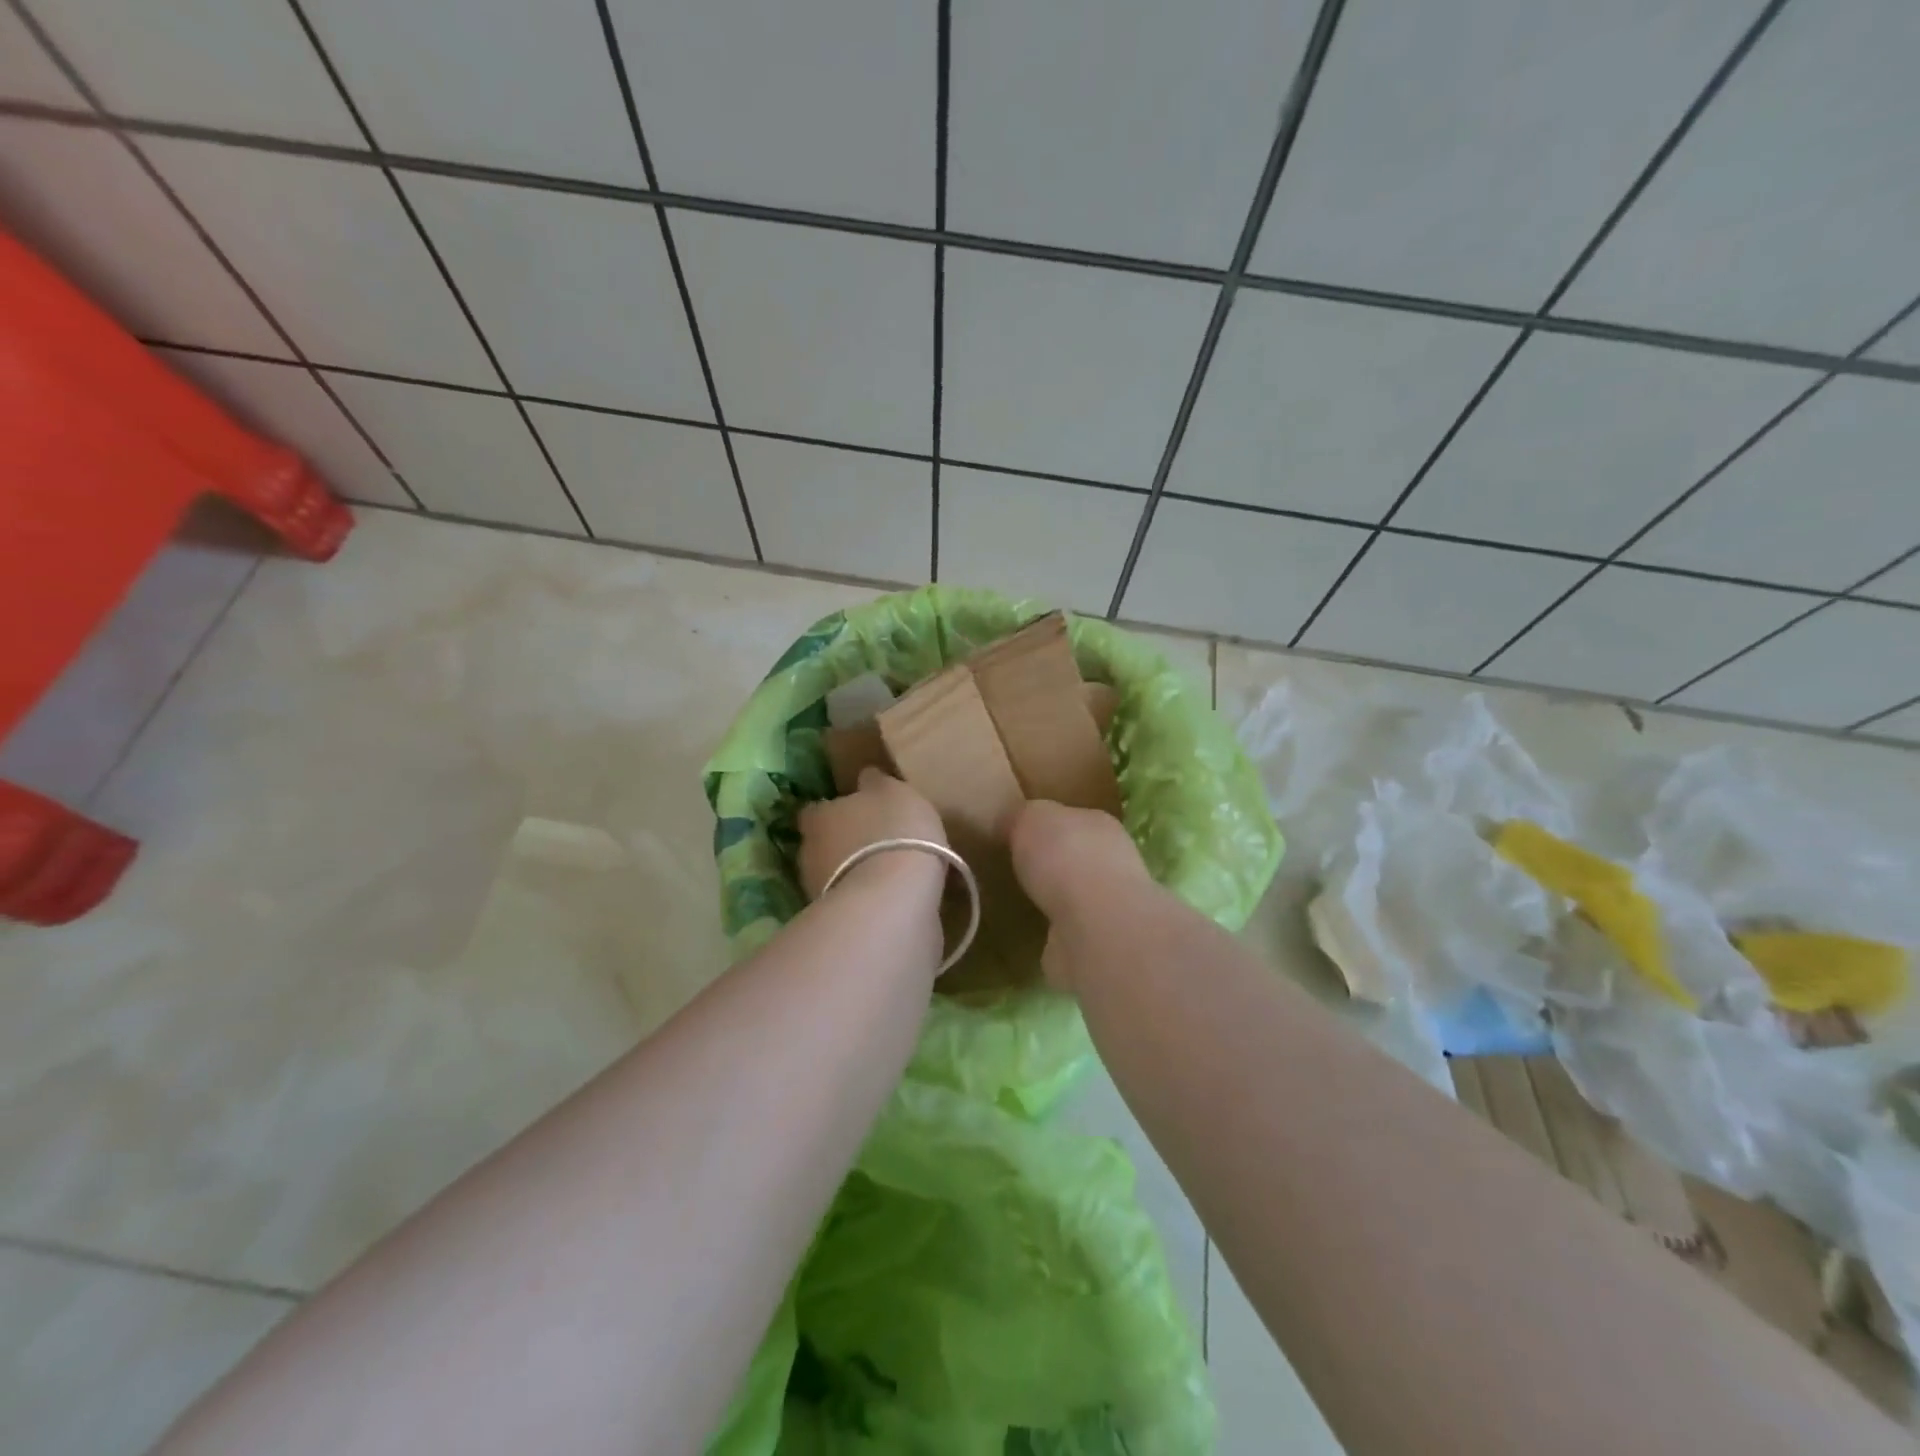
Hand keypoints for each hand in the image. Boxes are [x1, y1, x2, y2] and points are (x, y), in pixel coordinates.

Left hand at [797, 767, 945, 899]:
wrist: (895, 898)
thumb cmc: (894, 831)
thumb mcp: (893, 791)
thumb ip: (877, 783)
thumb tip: (864, 776)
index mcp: (819, 816)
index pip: (815, 810)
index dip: (833, 811)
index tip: (855, 811)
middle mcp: (809, 852)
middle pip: (822, 844)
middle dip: (843, 844)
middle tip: (874, 841)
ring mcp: (819, 890)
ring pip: (836, 875)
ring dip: (855, 873)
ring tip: (887, 872)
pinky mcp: (840, 921)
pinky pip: (853, 902)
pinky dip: (867, 898)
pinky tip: (892, 896)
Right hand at [1009, 801, 1150, 989]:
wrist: (1093, 926)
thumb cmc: (1066, 857)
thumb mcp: (1032, 816)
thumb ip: (1023, 816)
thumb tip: (1011, 821)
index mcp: (1099, 825)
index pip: (1070, 819)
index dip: (1044, 826)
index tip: (1016, 835)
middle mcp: (1111, 863)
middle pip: (1074, 858)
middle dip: (1050, 864)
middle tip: (1014, 869)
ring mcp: (1107, 907)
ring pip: (1073, 897)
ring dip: (1053, 900)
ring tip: (1019, 902)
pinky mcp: (1095, 944)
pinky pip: (1067, 932)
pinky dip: (1052, 933)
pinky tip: (1030, 933)